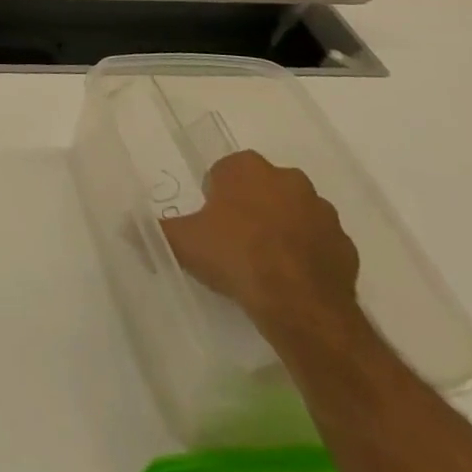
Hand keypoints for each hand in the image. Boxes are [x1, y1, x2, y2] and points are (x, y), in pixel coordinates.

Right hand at [160, 150, 360, 331]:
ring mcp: (322, 211)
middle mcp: (288, 179)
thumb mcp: (182, 242)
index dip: (215, 194)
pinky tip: (289, 278)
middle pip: (262, 187)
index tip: (209, 220)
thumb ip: (154, 230)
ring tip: (262, 262)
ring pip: (294, 213)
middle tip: (232, 240)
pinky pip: (318, 243)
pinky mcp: (346, 245)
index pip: (225, 170)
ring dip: (280, 228)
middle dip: (250, 207)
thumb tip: (125, 225)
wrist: (299, 303)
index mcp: (247, 168)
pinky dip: (306, 254)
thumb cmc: (234, 256)